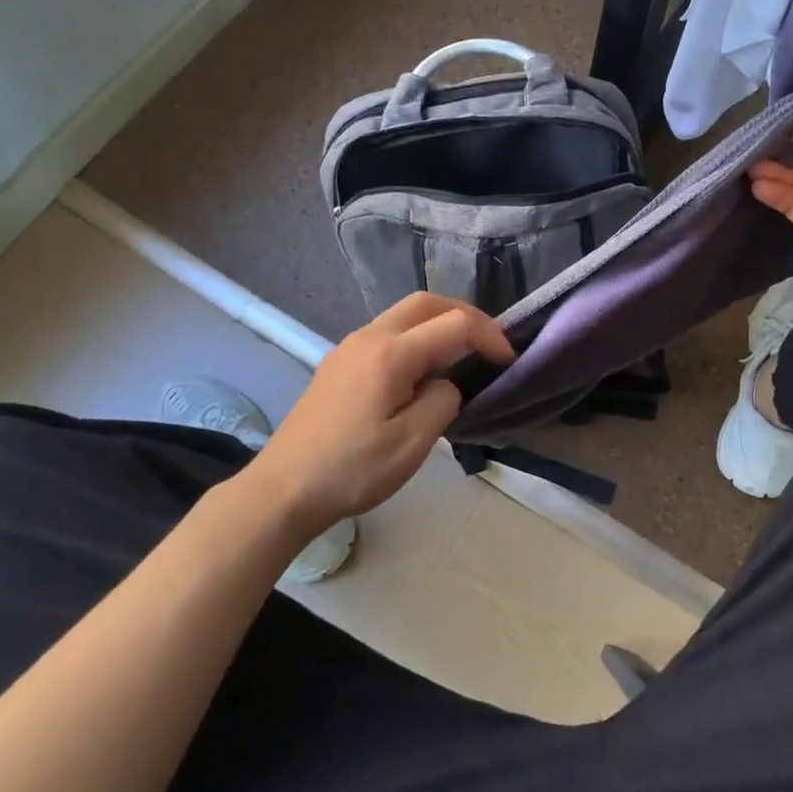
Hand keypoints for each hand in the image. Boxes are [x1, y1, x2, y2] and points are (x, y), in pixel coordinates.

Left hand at [245, 293, 513, 531]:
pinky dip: (416, 338)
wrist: (284, 489)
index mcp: (391, 353)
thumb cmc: (352, 469)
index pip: (454, 324)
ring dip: (439, 324)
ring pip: (404, 315)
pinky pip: (387, 333)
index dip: (488, 336)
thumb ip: (443, 401)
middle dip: (465, 315)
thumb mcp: (413, 443)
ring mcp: (349, 347)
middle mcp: (369, 337)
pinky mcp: (339, 363)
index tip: (508, 361)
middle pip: (426, 303)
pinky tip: (422, 372)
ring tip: (462, 356)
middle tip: (489, 344)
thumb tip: (446, 384)